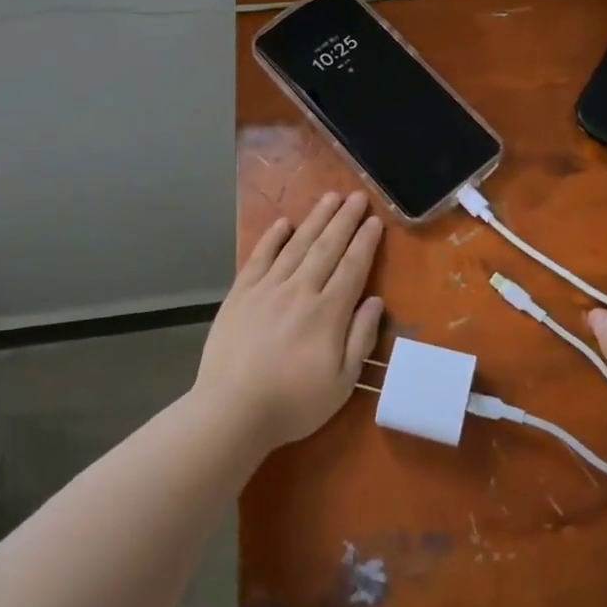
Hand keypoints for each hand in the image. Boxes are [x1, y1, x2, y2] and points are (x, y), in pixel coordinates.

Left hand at [193, 191, 384, 453]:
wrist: (231, 411)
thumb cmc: (293, 403)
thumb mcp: (342, 382)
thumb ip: (360, 338)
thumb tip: (375, 301)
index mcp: (328, 312)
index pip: (353, 267)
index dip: (365, 242)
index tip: (375, 220)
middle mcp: (300, 290)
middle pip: (327, 247)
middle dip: (345, 219)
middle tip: (357, 195)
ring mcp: (267, 289)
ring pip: (297, 245)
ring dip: (316, 219)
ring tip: (329, 197)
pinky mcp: (241, 294)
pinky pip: (260, 258)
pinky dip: (272, 238)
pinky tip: (283, 223)